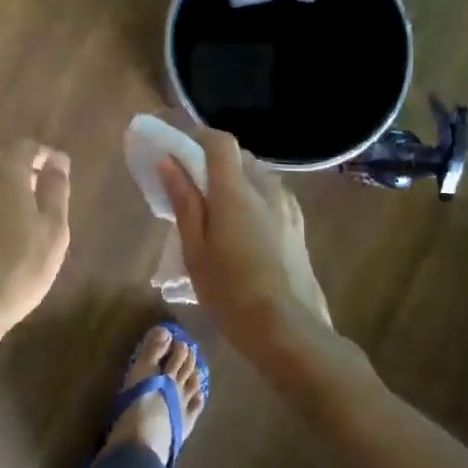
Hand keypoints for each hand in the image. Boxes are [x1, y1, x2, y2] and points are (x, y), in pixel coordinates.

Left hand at [0, 140, 71, 340]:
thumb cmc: (18, 268)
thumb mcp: (53, 230)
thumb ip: (55, 190)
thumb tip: (58, 161)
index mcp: (4, 173)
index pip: (25, 147)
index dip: (45, 154)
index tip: (61, 169)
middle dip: (18, 165)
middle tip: (38, 186)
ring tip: (19, 208)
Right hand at [159, 127, 331, 351]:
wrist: (287, 330)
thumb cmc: (230, 291)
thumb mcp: (195, 249)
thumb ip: (184, 201)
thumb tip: (169, 163)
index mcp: (236, 191)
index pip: (220, 142)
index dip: (197, 136)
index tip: (176, 148)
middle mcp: (266, 189)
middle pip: (238, 158)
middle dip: (212, 163)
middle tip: (190, 188)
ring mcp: (288, 207)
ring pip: (256, 177)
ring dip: (234, 183)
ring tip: (217, 213)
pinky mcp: (298, 226)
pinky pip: (271, 197)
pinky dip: (253, 200)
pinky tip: (243, 230)